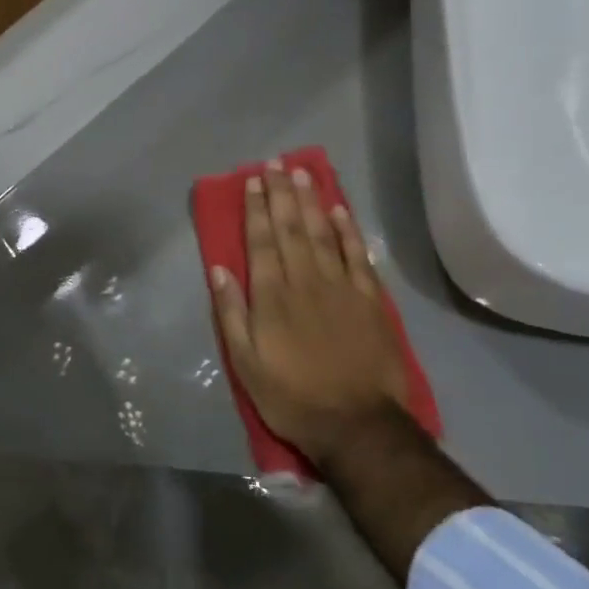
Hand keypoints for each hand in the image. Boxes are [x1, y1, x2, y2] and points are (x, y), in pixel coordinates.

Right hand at [206, 161, 420, 471]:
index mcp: (272, 297)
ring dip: (311, 201)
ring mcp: (341, 287)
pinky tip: (340, 210)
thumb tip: (220, 270)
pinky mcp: (369, 299)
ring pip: (324, 233)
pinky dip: (348, 230)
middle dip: (281, 194)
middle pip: (291, 228)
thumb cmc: (292, 397)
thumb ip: (232, 313)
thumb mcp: (246, 364)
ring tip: (302, 173)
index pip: (261, 241)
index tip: (252, 181)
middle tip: (275, 164)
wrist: (357, 424)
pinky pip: (357, 255)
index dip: (255, 209)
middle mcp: (305, 281)